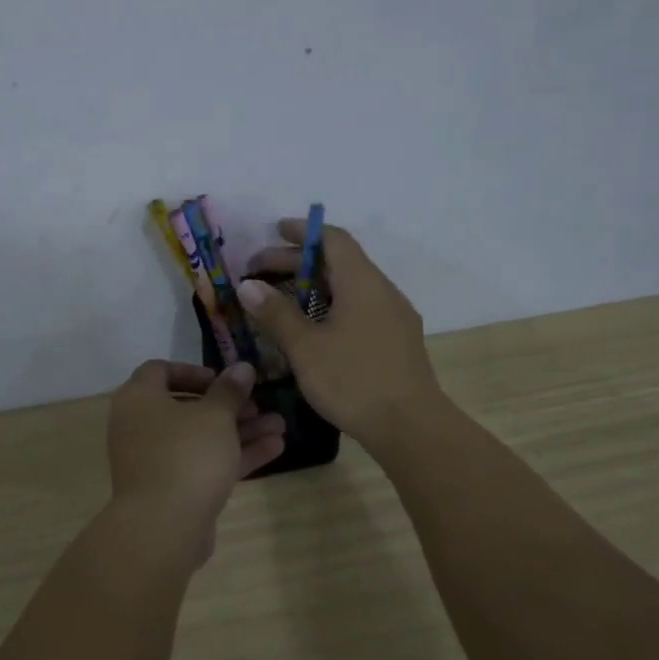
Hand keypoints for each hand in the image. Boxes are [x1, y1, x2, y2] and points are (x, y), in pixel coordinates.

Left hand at [106, 361, 286, 546]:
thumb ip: (230, 390)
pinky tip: (275, 448)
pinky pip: (203, 463)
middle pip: (186, 407)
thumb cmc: (186, 455)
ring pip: (200, 438)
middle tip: (258, 406)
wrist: (164, 527)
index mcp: (138, 399)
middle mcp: (140, 426)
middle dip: (228, 405)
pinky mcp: (172, 488)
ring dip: (239, 430)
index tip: (223, 380)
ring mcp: (155, 460)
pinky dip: (233, 455)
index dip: (193, 371)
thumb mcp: (215, 416)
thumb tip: (241, 367)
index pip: (159, 371)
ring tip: (280, 426)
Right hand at [236, 220, 444, 450]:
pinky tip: (311, 328)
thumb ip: (276, 313)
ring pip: (349, 287)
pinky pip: (359, 308)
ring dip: (312, 286)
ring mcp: (393, 316)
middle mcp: (382, 291)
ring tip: (279, 300)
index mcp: (362, 283)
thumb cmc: (354, 381)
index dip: (302, 232)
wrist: (411, 428)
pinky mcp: (396, 340)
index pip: (333, 239)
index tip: (274, 231)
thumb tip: (247, 285)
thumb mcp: (305, 347)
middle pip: (338, 262)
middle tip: (259, 273)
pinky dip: (330, 306)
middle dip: (297, 262)